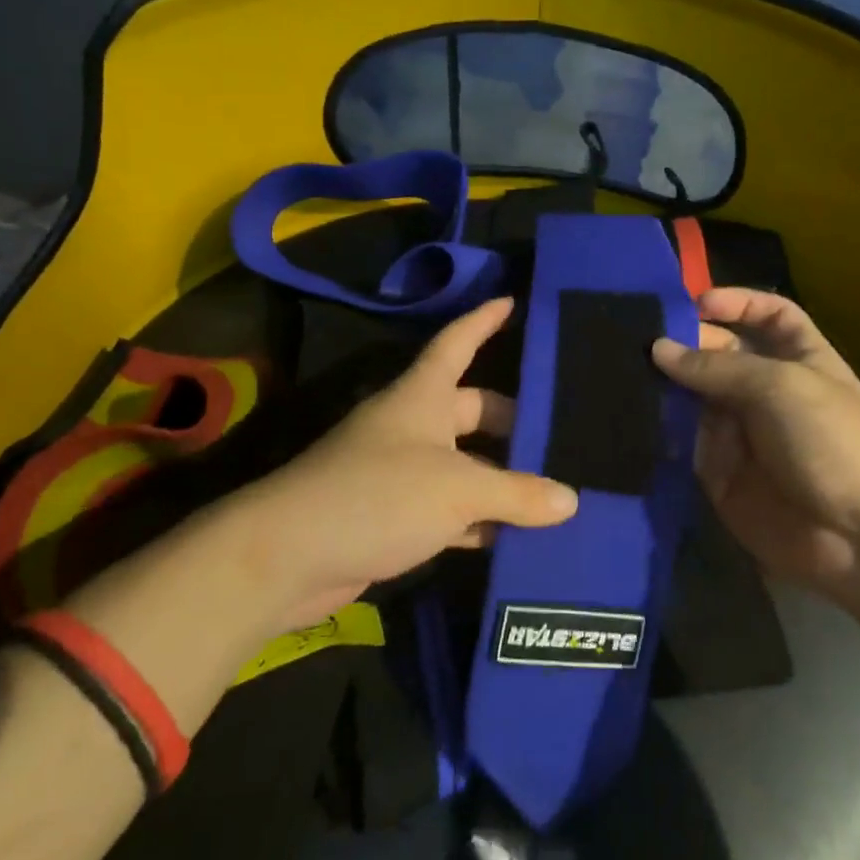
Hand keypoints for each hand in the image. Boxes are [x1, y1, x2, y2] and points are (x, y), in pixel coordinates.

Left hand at [228, 297, 577, 627]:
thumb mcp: (458, 489)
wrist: (288, 557)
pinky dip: (477, 521)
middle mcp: (411, 426)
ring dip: (501, 480)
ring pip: (464, 466)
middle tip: (563, 435)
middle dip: (513, 423)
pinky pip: (448, 510)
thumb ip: (517, 493)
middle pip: (472, 411)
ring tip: (556, 490)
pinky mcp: (393, 517)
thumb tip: (570, 500)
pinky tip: (513, 536)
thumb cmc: (378, 496)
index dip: (483, 321)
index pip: (457, 343)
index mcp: (421, 397)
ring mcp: (400, 473)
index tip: (513, 301)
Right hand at [652, 288, 859, 603]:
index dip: (737, 303)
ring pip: (694, 397)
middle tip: (636, 337)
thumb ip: (718, 367)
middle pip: (721, 353)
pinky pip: (682, 442)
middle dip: (686, 342)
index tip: (694, 302)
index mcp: (800, 359)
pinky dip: (657, 427)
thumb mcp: (781, 387)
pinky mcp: (717, 472)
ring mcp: (740, 432)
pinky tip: (626, 410)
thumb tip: (658, 348)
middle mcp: (766, 391)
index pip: (769, 316)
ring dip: (663, 384)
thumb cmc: (834, 443)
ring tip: (618, 367)